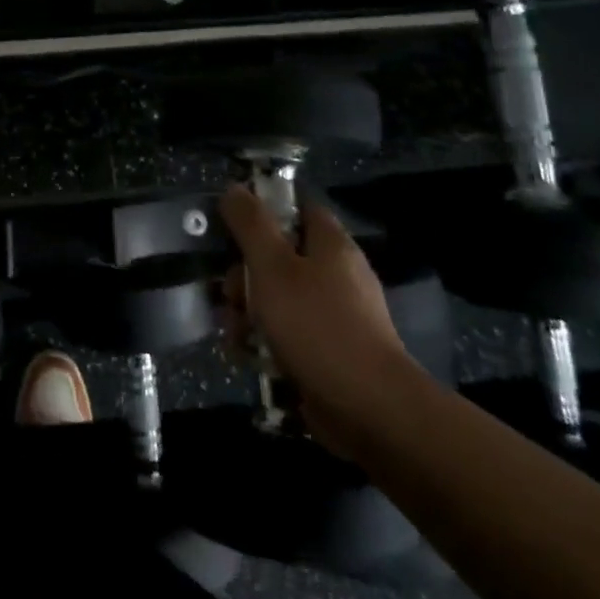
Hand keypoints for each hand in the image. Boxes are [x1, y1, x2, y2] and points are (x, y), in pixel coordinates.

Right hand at [218, 184, 425, 456]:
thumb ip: (250, 224)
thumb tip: (234, 189)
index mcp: (329, 243)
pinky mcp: (329, 351)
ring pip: (277, 297)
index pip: (295, 206)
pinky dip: (264, 341)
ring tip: (235, 334)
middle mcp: (336, 273)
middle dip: (244, 274)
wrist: (370, 409)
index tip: (230, 226)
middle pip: (278, 255)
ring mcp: (335, 314)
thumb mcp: (272, 266)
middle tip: (230, 294)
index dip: (261, 209)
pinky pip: (288, 333)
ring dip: (248, 312)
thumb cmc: (317, 325)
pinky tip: (247, 356)